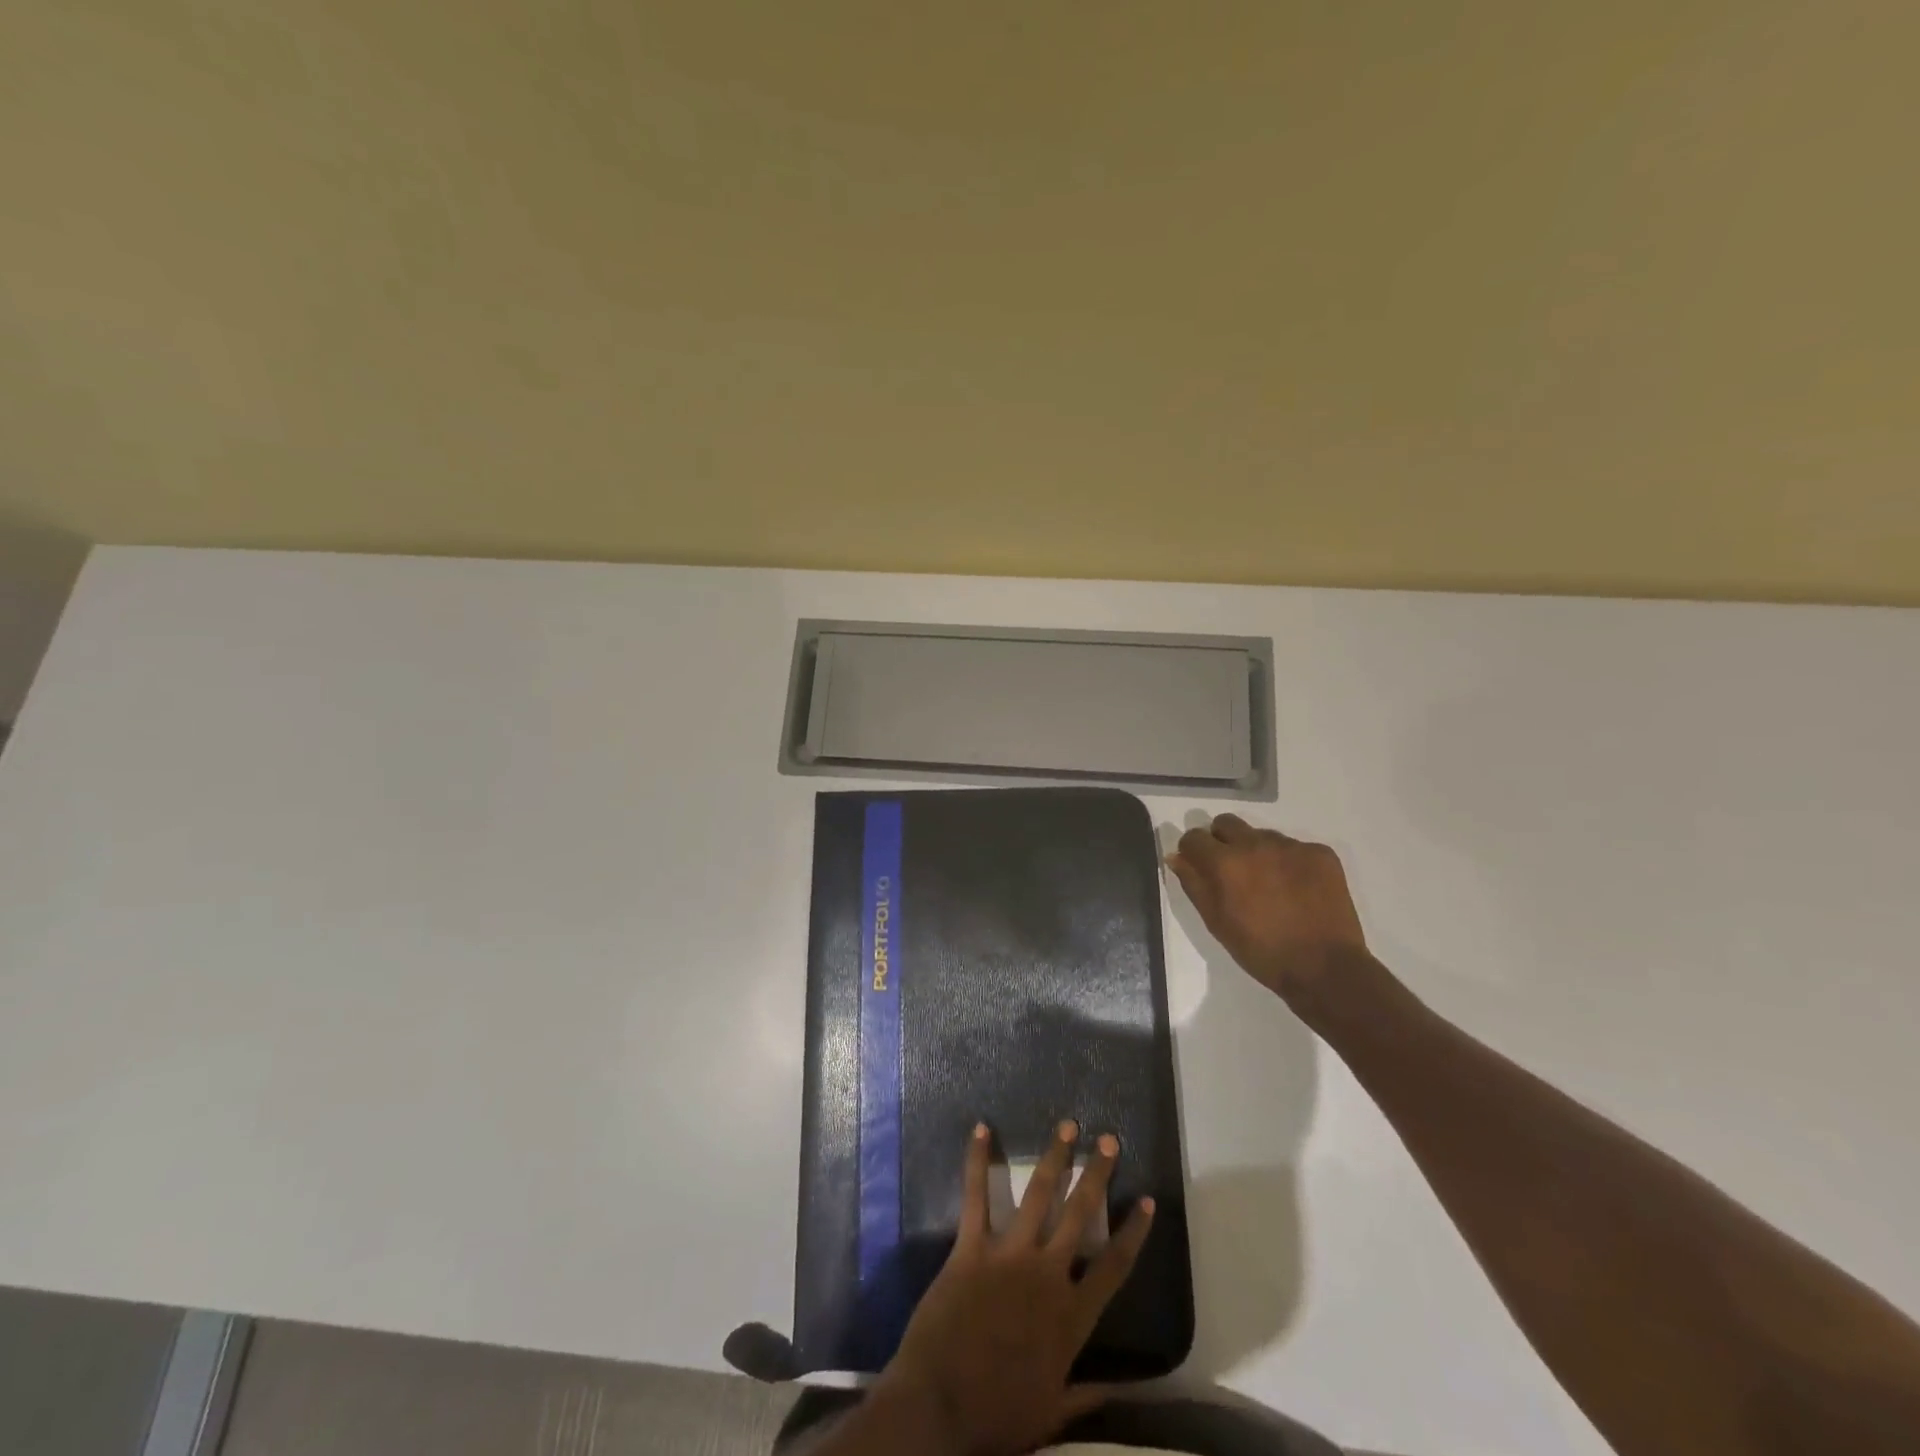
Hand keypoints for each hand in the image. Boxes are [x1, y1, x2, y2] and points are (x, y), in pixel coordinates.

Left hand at [876, 1120, 1153, 1455]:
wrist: (941, 1406)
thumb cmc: (997, 1415)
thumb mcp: (1052, 1413)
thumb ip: (1087, 1396)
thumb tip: (1124, 1390)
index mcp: (1071, 1316)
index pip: (1114, 1266)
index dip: (1134, 1232)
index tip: (1147, 1200)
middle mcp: (1047, 1275)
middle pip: (1080, 1214)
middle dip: (1096, 1174)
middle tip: (1108, 1140)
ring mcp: (1009, 1255)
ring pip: (1038, 1194)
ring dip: (1054, 1157)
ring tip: (1067, 1125)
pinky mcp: (971, 1247)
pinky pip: (975, 1196)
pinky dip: (976, 1160)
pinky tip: (981, 1128)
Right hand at [1166, 813, 1368, 1001]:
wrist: (1325, 968)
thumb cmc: (1261, 951)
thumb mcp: (1216, 922)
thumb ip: (1193, 884)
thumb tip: (1176, 857)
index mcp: (1225, 862)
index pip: (1194, 837)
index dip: (1192, 852)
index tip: (1198, 867)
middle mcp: (1255, 844)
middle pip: (1226, 823)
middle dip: (1221, 841)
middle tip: (1232, 872)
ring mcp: (1291, 846)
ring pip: (1261, 835)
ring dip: (1257, 852)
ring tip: (1269, 885)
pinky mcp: (1321, 853)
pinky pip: (1294, 847)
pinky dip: (1289, 863)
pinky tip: (1297, 889)